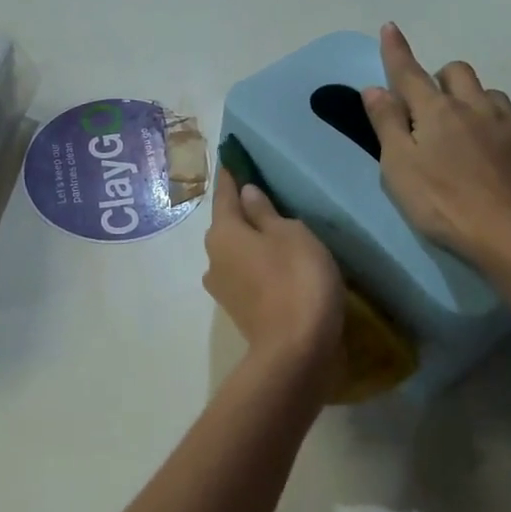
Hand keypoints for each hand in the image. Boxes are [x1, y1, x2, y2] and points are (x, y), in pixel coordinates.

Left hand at [202, 168, 343, 372]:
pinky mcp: (239, 311)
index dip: (231, 177)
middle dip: (241, 213)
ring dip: (250, 243)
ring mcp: (223, 288)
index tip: (230, 160)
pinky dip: (258, 266)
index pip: (225, 195)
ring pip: (236, 253)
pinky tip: (276, 265)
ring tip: (274, 233)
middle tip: (261, 197)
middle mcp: (213, 258)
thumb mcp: (291, 235)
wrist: (296, 351)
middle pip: (227, 227)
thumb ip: (266, 213)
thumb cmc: (297, 279)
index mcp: (223, 233)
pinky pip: (247, 275)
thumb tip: (246, 194)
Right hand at [362, 22, 510, 273]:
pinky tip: (508, 160)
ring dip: (479, 105)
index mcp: (437, 112)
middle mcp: (478, 107)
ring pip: (494, 97)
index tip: (390, 27)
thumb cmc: (442, 204)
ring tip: (474, 135)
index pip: (410, 73)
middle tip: (435, 106)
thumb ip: (387, 125)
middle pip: (459, 72)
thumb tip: (375, 88)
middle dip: (444, 78)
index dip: (397, 51)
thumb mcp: (399, 168)